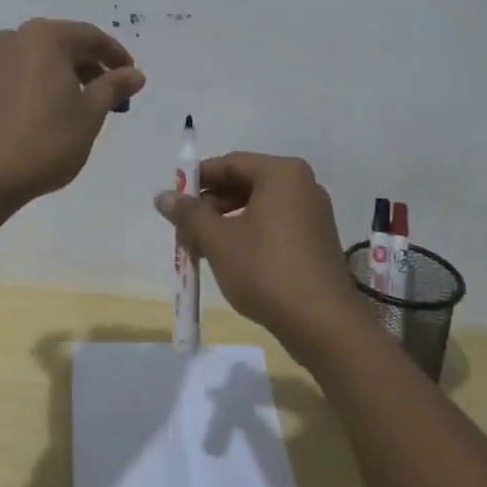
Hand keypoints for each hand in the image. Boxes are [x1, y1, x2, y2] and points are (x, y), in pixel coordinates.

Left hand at [0, 19, 144, 202]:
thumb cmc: (48, 142)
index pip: (89, 37)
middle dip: (81, 63)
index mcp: (45, 38)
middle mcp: (11, 40)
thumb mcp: (91, 114)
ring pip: (15, 54)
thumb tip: (134, 73)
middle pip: (54, 43)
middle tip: (102, 91)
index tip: (129, 76)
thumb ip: (112, 86)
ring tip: (56, 94)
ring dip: (38, 67)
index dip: (114, 55)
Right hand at [153, 152, 362, 356]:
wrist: (323, 323)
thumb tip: (163, 196)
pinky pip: (276, 226)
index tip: (175, 199)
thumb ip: (189, 214)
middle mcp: (303, 185)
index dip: (198, 179)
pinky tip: (231, 259)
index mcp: (282, 174)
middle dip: (212, 205)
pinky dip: (250, 235)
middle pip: (246, 184)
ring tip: (202, 247)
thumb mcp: (218, 240)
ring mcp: (314, 214)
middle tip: (185, 228)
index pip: (231, 163)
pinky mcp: (317, 241)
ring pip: (260, 208)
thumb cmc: (266, 270)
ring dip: (227, 223)